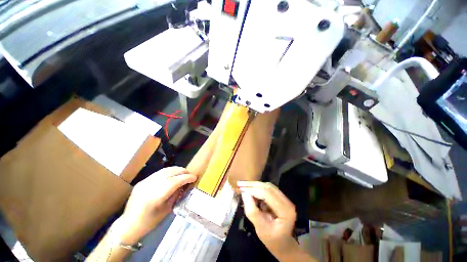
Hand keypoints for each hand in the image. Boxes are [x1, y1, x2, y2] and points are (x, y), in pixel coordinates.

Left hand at [119, 167, 196, 242]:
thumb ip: (176, 195)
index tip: (194, 177)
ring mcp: (144, 182)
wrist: (128, 225)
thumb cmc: (149, 223)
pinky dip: (169, 172)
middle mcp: (149, 186)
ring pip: (164, 170)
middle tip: (190, 173)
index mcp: (154, 197)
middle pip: (169, 173)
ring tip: (184, 172)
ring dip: (176, 170)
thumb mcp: (166, 210)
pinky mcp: (142, 181)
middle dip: (182, 171)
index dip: (186, 178)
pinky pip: (159, 173)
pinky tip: (174, 174)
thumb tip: (185, 184)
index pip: (174, 182)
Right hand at [238, 181, 299, 260]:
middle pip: (268, 187)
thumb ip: (252, 212)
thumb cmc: (272, 240)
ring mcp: (285, 199)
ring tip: (243, 186)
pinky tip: (250, 190)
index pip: (267, 194)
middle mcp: (287, 202)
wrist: (283, 244)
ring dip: (255, 185)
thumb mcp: (261, 230)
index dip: (253, 190)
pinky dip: (258, 188)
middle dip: (253, 185)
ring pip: (268, 186)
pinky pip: (268, 189)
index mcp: (285, 211)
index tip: (240, 189)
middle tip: (239, 184)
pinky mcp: (280, 198)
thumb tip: (244, 194)